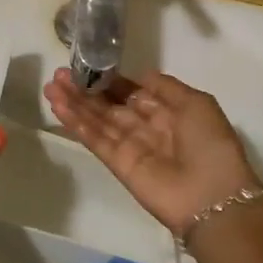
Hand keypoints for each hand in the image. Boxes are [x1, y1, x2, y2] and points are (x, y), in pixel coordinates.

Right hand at [44, 68, 261, 238]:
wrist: (212, 196)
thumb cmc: (211, 144)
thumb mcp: (197, 103)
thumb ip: (166, 87)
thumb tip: (140, 76)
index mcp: (169, 112)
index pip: (133, 93)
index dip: (110, 81)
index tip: (88, 65)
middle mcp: (147, 128)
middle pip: (110, 106)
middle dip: (86, 90)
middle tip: (60, 74)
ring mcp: (131, 147)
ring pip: (98, 121)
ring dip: (74, 103)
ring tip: (50, 86)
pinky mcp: (118, 165)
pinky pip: (95, 139)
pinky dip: (76, 123)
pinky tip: (58, 106)